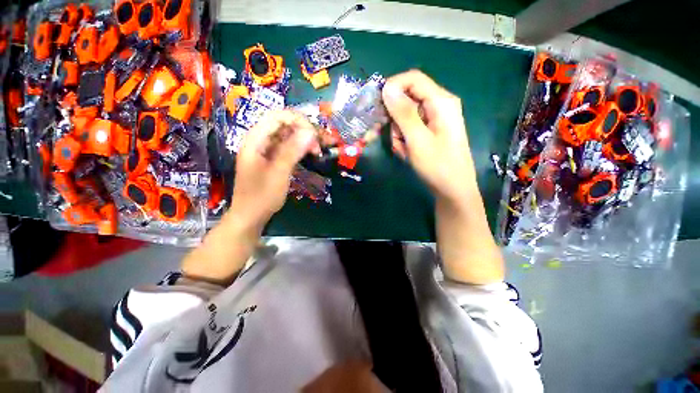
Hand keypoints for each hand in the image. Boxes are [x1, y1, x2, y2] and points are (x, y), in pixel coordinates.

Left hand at [181, 110, 317, 285]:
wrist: (250, 217)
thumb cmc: (261, 197)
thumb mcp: (278, 174)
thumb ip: (292, 151)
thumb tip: (310, 132)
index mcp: (255, 140)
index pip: (278, 117)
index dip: (298, 121)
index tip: (314, 136)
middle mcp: (259, 141)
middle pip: (284, 124)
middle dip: (304, 130)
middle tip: (320, 144)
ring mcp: (266, 150)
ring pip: (288, 135)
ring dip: (304, 139)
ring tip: (319, 150)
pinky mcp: (272, 158)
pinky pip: (288, 147)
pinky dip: (300, 148)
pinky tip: (311, 154)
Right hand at [383, 70, 503, 283]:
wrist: (452, 190)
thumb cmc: (438, 165)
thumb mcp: (417, 139)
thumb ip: (403, 113)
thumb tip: (387, 88)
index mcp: (441, 101)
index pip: (412, 79)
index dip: (393, 87)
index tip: (378, 105)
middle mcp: (438, 106)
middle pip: (406, 100)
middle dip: (396, 121)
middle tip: (396, 139)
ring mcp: (433, 120)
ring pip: (404, 118)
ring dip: (399, 134)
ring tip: (405, 151)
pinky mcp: (429, 132)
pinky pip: (409, 130)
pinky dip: (404, 141)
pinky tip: (408, 153)